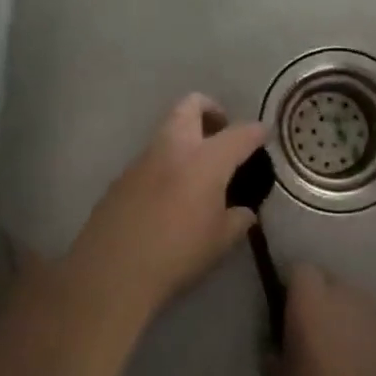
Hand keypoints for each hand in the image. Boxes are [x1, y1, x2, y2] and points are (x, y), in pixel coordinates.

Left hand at [68, 94, 265, 326]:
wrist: (112, 271)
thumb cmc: (177, 254)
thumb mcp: (220, 241)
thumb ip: (238, 220)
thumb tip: (243, 211)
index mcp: (206, 159)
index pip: (239, 133)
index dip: (256, 132)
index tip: (263, 134)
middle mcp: (174, 147)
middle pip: (192, 105)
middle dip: (211, 110)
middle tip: (222, 133)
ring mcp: (144, 158)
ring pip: (168, 128)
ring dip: (186, 136)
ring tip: (199, 168)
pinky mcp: (123, 176)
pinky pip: (152, 156)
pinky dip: (168, 161)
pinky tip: (171, 193)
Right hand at [268, 264, 375, 375]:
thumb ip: (274, 360)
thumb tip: (277, 349)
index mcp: (314, 303)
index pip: (302, 271)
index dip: (296, 291)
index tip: (291, 319)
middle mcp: (353, 299)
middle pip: (337, 286)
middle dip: (329, 307)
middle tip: (321, 346)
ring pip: (368, 311)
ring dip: (359, 329)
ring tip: (354, 370)